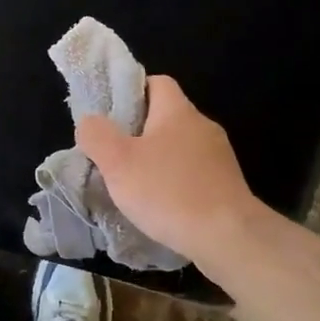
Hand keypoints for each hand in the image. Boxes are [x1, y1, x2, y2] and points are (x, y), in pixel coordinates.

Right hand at [77, 76, 262, 268]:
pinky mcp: (227, 185)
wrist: (229, 238)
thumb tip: (90, 122)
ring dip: (157, 160)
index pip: (156, 82)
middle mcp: (203, 126)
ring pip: (179, 147)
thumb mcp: (118, 162)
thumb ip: (97, 135)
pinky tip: (161, 205)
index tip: (110, 114)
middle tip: (113, 153)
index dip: (131, 91)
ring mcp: (219, 157)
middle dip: (139, 132)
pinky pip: (193, 174)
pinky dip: (175, 183)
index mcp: (178, 111)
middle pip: (166, 116)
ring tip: (133, 184)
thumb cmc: (169, 192)